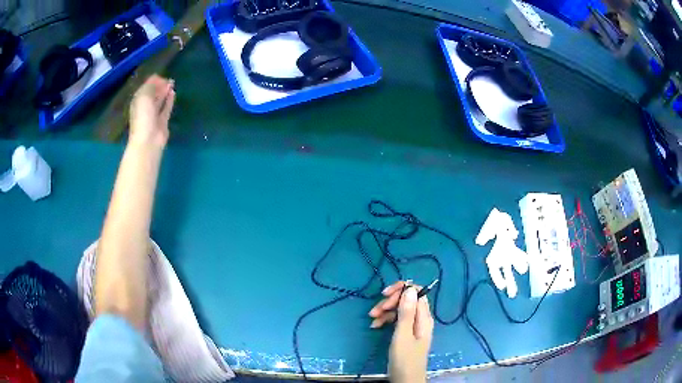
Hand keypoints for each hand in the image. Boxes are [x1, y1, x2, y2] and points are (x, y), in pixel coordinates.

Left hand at [129, 75, 175, 148]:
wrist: (148, 140)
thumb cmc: (143, 116)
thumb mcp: (144, 96)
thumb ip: (151, 85)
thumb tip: (159, 79)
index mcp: (138, 100)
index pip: (146, 86)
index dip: (154, 80)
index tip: (162, 77)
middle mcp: (145, 106)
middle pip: (153, 92)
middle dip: (160, 85)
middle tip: (168, 79)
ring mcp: (154, 114)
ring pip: (160, 99)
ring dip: (165, 91)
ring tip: (172, 83)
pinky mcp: (162, 121)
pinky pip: (166, 107)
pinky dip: (170, 100)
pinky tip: (173, 93)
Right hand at [368, 281, 433, 382]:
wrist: (405, 379)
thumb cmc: (404, 358)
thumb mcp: (402, 335)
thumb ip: (406, 312)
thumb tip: (410, 288)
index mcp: (423, 317)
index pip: (416, 293)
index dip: (401, 290)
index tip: (385, 295)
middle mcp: (420, 319)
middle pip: (407, 300)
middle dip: (390, 302)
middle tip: (375, 310)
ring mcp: (414, 326)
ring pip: (400, 310)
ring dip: (386, 311)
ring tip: (372, 319)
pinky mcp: (407, 333)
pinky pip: (397, 320)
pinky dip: (386, 320)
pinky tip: (375, 326)